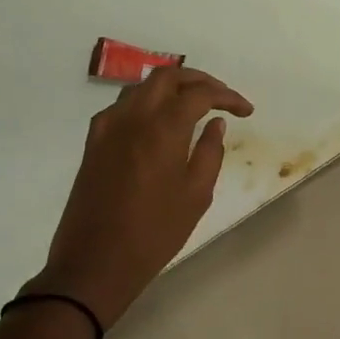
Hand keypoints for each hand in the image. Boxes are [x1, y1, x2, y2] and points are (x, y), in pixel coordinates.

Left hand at [24, 66, 253, 329]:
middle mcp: (132, 117)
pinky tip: (160, 122)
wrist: (95, 262)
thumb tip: (215, 123)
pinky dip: (147, 103)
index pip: (200, 94)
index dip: (227, 96)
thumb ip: (210, 152)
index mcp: (162, 128)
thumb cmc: (155, 233)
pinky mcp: (94, 142)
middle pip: (167, 76)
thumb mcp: (196, 195)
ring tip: (194, 106)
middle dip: (199, 80)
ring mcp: (107, 127)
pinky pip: (123, 106)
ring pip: (142, 87)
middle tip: (221, 98)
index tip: (246, 111)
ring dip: (171, 88)